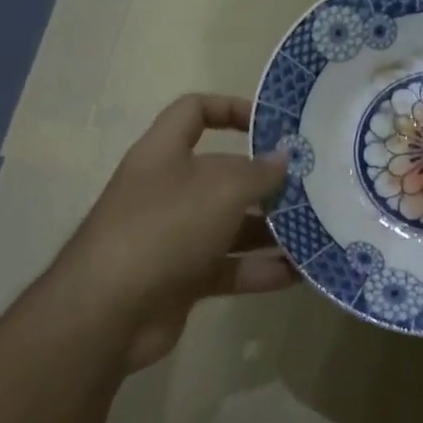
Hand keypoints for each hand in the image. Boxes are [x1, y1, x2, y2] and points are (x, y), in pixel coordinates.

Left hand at [55, 94, 295, 369]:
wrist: (107, 313)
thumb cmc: (164, 229)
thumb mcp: (220, 190)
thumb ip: (258, 173)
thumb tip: (284, 158)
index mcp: (164, 154)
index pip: (194, 112)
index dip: (231, 108)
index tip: (272, 125)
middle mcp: (168, 190)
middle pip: (223, 174)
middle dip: (266, 182)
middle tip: (312, 188)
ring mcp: (175, 237)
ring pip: (231, 225)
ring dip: (271, 230)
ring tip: (316, 231)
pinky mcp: (183, 279)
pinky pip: (230, 267)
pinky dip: (260, 270)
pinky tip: (299, 274)